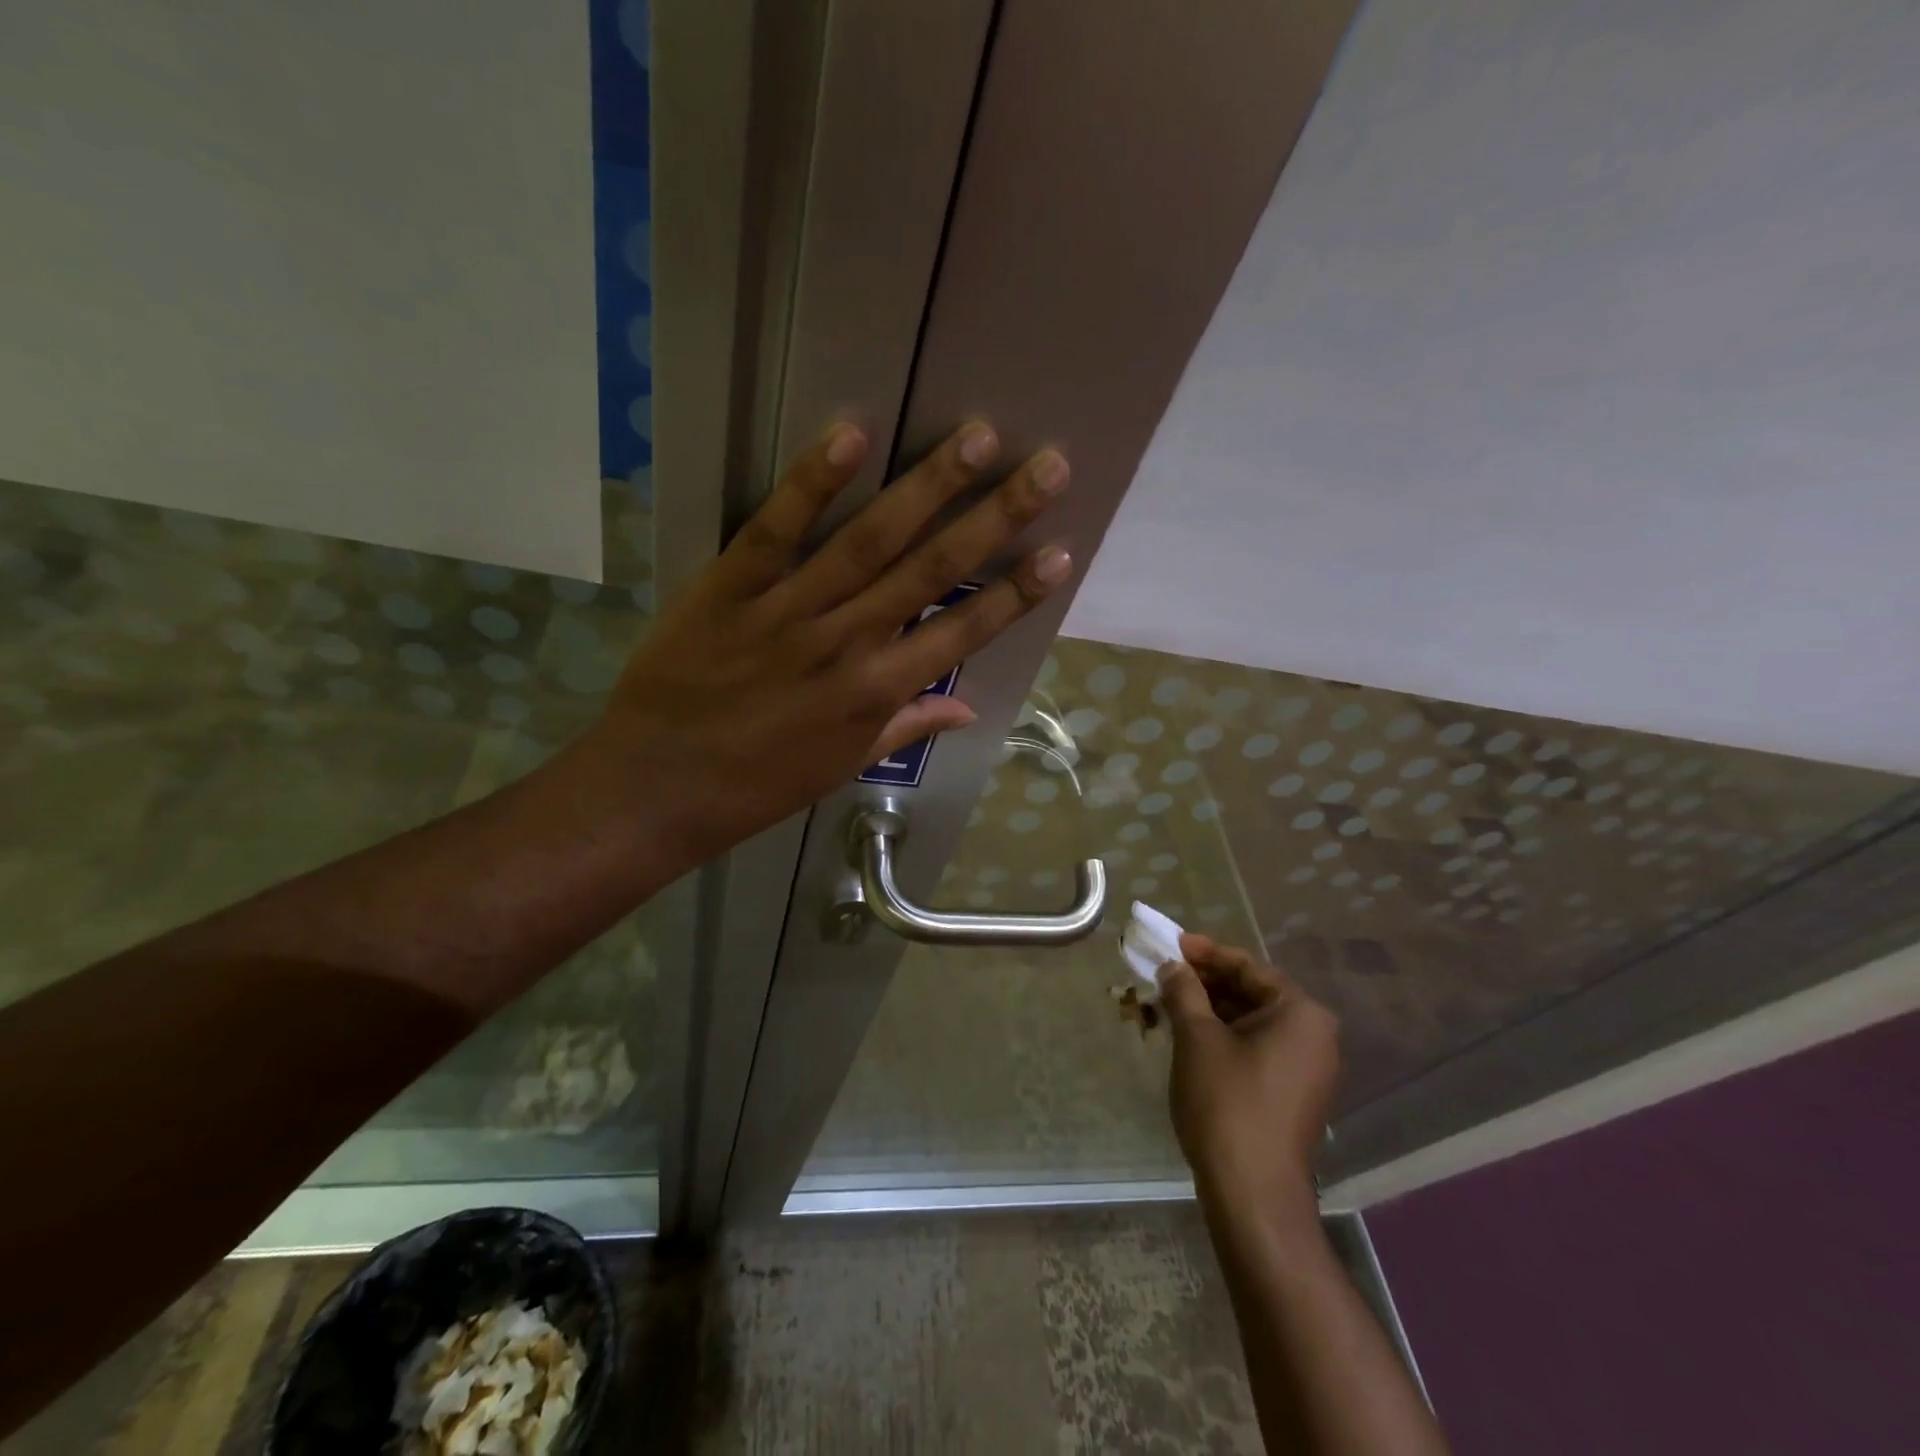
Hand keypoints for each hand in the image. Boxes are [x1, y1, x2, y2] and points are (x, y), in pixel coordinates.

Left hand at [595, 421, 1071, 861]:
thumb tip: (967, 708)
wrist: (657, 788)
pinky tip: (853, 435)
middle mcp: (848, 644)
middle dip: (997, 518)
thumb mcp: (841, 767)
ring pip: (869, 541)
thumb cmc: (758, 785)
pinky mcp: (729, 588)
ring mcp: (789, 612)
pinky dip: (814, 483)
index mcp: (876, 693)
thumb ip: (905, 726)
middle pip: (932, 572)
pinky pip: (776, 529)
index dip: (1015, 595)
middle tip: (1048, 468)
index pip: (961, 634)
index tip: (1061, 553)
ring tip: (978, 437)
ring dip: (928, 487)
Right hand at [1158, 934, 1339, 1220]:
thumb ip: (1183, 991)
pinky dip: (1221, 1037)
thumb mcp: (1197, 1038)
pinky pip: (1254, 1048)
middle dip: (1203, 983)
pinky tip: (1186, 1036)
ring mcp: (1305, 1068)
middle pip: (1250, 993)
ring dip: (1207, 1010)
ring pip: (1249, 1022)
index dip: (1205, 952)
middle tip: (1163, 974)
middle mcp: (1313, 1035)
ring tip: (1166, 1004)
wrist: (1253, 1193)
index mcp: (1300, 1012)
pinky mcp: (1292, 1093)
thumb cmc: (1227, 1102)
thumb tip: (1172, 966)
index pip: (1247, 966)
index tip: (1170, 944)